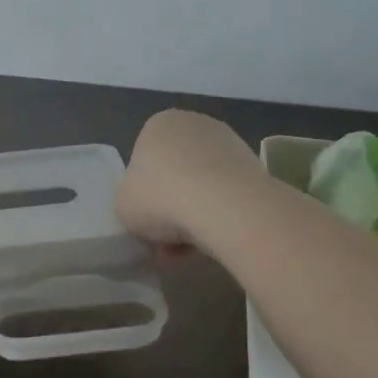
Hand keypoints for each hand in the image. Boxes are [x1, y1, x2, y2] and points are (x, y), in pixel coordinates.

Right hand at [116, 110, 260, 254]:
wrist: (224, 205)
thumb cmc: (160, 197)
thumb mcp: (122, 205)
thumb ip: (129, 202)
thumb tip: (147, 211)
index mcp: (158, 124)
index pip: (143, 160)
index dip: (142, 195)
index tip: (145, 222)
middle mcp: (194, 124)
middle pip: (175, 174)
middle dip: (170, 209)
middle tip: (165, 244)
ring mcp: (229, 143)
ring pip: (202, 187)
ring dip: (193, 218)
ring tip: (188, 253)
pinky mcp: (255, 167)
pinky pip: (227, 196)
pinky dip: (219, 218)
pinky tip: (212, 244)